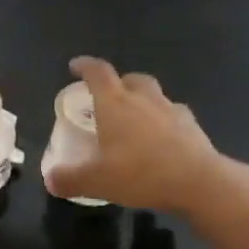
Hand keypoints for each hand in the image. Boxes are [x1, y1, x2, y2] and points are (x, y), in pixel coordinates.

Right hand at [44, 56, 248, 216]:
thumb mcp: (97, 181)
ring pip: (154, 94)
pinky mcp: (192, 126)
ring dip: (142, 100)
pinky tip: (161, 137)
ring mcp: (171, 110)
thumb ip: (70, 179)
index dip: (85, 66)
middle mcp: (143, 99)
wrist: (198, 182)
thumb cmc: (141, 173)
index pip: (98, 73)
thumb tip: (50, 180)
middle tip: (108, 98)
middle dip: (117, 83)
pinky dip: (164, 120)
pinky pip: (174, 114)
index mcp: (115, 104)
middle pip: (130, 79)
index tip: (76, 66)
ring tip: (135, 119)